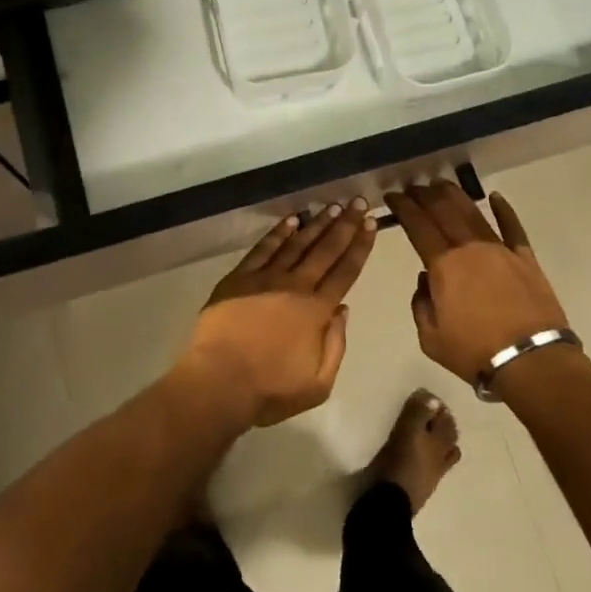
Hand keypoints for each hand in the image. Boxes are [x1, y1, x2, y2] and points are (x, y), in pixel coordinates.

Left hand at [177, 201, 377, 427]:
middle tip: (358, 202)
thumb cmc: (270, 389)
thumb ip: (336, 345)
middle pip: (325, 249)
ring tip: (332, 207)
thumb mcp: (318, 384)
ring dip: (316, 224)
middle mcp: (295, 286)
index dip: (360, 246)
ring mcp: (265, 278)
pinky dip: (279, 233)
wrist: (219, 381)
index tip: (370, 224)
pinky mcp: (239, 277)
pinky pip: (263, 249)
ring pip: (297, 243)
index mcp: (316, 310)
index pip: (345, 271)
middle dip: (345, 224)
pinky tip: (291, 221)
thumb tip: (342, 309)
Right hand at [384, 183, 570, 385]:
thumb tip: (427, 281)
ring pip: (473, 213)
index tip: (392, 196)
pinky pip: (513, 227)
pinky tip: (495, 197)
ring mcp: (500, 249)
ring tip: (441, 184)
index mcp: (443, 265)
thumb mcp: (430, 338)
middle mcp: (469, 248)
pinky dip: (504, 210)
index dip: (403, 207)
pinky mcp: (526, 258)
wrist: (532, 362)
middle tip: (413, 187)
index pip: (418, 225)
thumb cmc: (476, 352)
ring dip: (455, 195)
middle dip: (425, 195)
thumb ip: (420, 304)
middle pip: (444, 210)